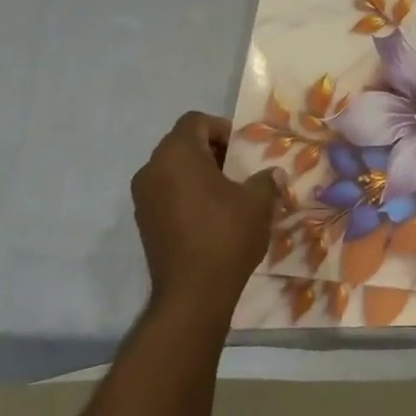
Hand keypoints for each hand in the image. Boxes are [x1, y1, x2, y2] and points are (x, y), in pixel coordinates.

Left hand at [132, 113, 284, 307]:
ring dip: (200, 174)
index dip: (222, 128)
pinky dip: (187, 195)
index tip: (243, 151)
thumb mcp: (258, 202)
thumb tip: (273, 174)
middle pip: (182, 144)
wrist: (193, 293)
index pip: (195, 121)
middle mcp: (152, 169)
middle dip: (213, 151)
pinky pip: (167, 194)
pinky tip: (212, 217)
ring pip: (173, 170)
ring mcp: (143, 198)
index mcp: (177, 154)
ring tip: (229, 195)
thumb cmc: (226, 235)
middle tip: (240, 171)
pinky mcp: (143, 222)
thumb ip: (266, 180)